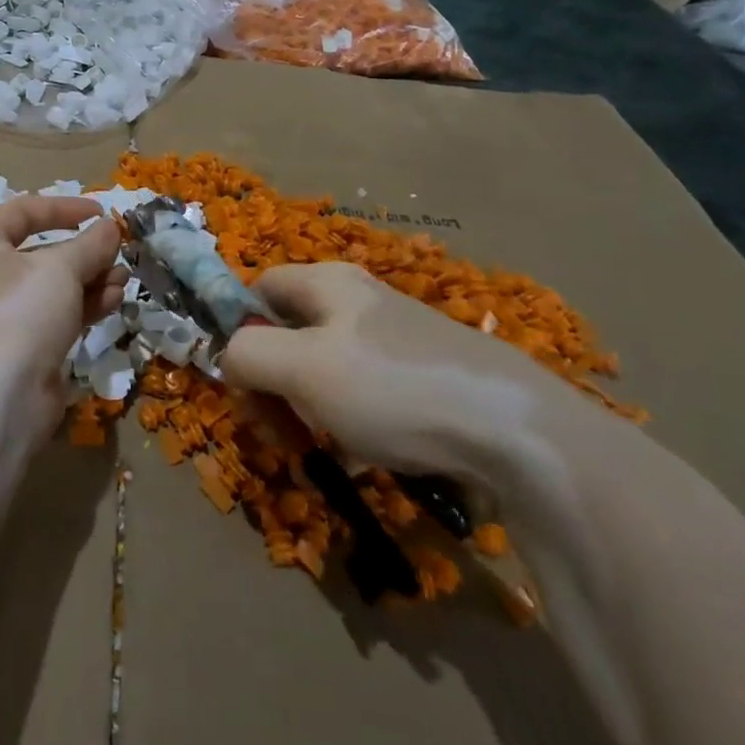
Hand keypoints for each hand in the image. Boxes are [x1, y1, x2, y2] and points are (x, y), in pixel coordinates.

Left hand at [0, 196, 127, 490]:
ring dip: (92, 279)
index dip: (64, 207)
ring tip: (124, 279)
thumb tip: (110, 228)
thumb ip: (90, 244)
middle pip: (43, 251)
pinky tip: (115, 300)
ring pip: (55, 286)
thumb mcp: (60, 268)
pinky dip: (86, 305)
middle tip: (118, 252)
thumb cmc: (19, 311)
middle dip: (85, 251)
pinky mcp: (25, 346)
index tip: (101, 212)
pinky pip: (59, 315)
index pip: (24, 211)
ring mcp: (6, 314)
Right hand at [220, 263, 601, 489]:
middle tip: (275, 429)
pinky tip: (360, 461)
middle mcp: (360, 304)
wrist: (515, 432)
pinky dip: (351, 426)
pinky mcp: (426, 382)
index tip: (240, 382)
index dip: (238, 329)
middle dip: (273, 381)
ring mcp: (397, 343)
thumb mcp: (302, 368)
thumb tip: (229, 357)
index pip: (259, 288)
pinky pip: (368, 398)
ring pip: (328, 371)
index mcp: (328, 283)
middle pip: (291, 333)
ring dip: (308, 409)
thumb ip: (248, 354)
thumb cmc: (392, 387)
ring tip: (316, 449)